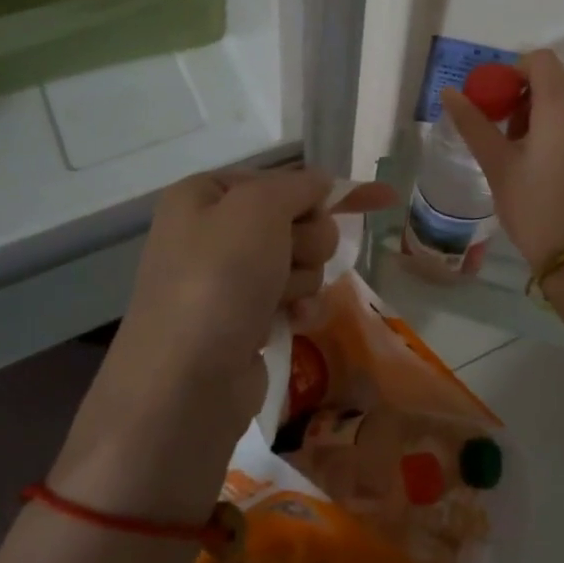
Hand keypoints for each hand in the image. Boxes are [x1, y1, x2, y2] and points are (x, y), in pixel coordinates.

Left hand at [51, 168, 394, 518]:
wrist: (185, 383)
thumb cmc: (219, 280)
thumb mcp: (258, 208)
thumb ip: (297, 186)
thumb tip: (322, 182)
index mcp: (204, 195)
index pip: (280, 179)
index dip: (323, 191)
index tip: (378, 198)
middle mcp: (212, 232)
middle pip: (294, 220)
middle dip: (306, 241)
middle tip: (288, 260)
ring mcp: (226, 280)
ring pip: (298, 261)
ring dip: (301, 278)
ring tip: (278, 300)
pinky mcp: (242, 321)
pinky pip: (290, 298)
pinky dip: (298, 307)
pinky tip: (294, 321)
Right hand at [442, 49, 563, 268]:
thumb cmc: (535, 208)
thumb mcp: (497, 164)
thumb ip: (473, 122)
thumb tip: (449, 92)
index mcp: (563, 105)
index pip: (539, 60)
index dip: (512, 72)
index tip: (495, 103)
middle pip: (556, 79)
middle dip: (526, 94)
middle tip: (504, 131)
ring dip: (544, 111)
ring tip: (524, 151)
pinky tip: (548, 164)